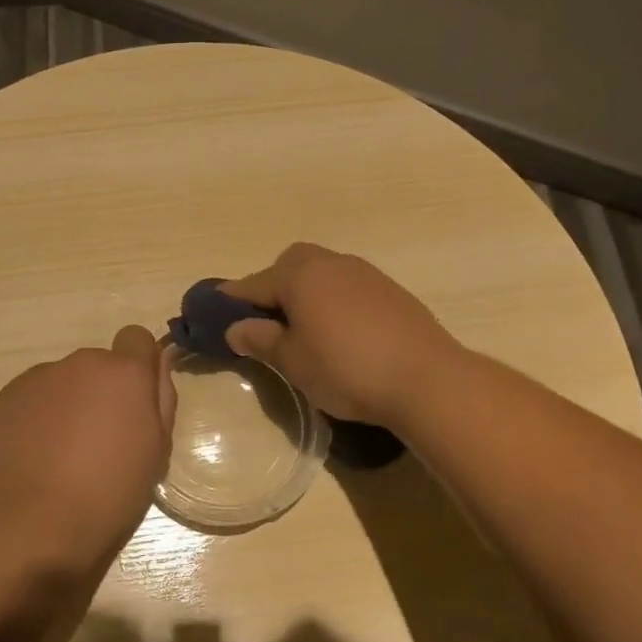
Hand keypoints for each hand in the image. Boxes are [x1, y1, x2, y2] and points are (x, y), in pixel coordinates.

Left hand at [0, 326, 176, 576]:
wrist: (41, 523)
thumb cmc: (114, 491)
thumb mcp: (158, 449)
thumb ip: (160, 397)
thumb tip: (155, 365)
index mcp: (125, 372)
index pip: (136, 338)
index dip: (138, 365)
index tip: (135, 401)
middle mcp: (83, 362)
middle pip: (99, 364)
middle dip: (102, 390)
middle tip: (100, 438)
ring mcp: (41, 376)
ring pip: (65, 380)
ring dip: (70, 401)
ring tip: (64, 450)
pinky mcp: (9, 395)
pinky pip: (34, 395)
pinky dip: (39, 414)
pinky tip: (38, 452)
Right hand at [222, 243, 459, 427]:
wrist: (425, 378)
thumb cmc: (346, 368)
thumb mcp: (293, 361)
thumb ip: (261, 340)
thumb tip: (236, 328)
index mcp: (299, 274)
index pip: (254, 283)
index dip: (232, 299)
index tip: (216, 312)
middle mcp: (331, 263)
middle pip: (290, 266)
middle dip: (273, 287)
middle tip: (267, 322)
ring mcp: (365, 273)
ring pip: (322, 274)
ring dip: (306, 293)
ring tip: (303, 329)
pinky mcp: (391, 291)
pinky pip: (347, 287)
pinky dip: (333, 301)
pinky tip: (340, 332)